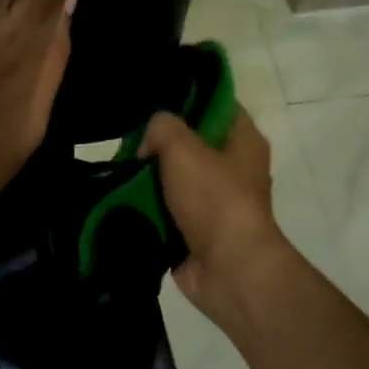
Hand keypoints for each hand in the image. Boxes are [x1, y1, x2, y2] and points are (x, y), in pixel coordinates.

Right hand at [141, 106, 290, 323]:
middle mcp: (235, 168)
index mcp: (244, 141)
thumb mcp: (182, 147)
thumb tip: (149, 145)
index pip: (217, 105)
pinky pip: (168, 210)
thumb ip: (162, 127)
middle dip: (160, 144)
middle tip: (131, 143)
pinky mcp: (199, 230)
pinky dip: (150, 209)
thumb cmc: (214, 199)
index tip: (155, 103)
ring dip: (151, 179)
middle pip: (192, 143)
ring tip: (124, 173)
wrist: (228, 269)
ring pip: (176, 178)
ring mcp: (217, 202)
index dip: (187, 100)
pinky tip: (127, 201)